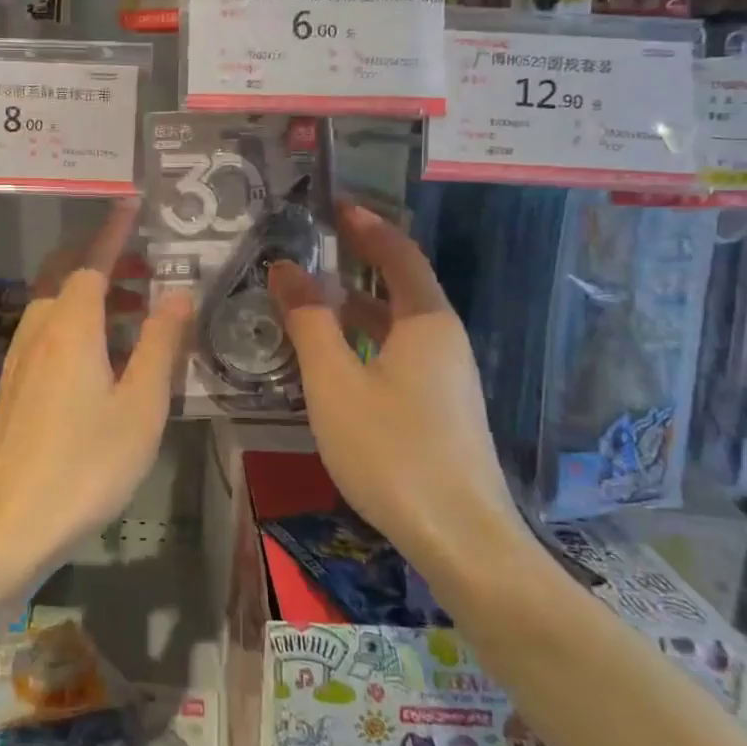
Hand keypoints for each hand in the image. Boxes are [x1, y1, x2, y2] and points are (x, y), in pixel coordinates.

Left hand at [0, 201, 192, 581]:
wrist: (12, 521)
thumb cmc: (87, 463)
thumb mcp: (141, 405)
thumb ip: (162, 345)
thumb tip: (180, 295)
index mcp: (72, 326)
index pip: (92, 261)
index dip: (114, 232)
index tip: (130, 202)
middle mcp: (40, 330)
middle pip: (67, 275)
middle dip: (103, 260)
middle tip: (146, 267)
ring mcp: (21, 358)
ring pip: (56, 304)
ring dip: (92, 293)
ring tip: (137, 310)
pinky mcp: (16, 384)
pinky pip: (48, 330)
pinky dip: (77, 320)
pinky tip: (102, 353)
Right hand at [268, 202, 520, 564]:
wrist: (461, 540)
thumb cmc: (392, 450)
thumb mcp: (335, 382)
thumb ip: (309, 321)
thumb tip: (285, 268)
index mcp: (426, 322)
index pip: (398, 253)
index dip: (366, 226)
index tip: (332, 205)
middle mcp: (444, 340)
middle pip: (400, 285)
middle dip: (356, 262)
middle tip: (310, 249)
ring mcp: (447, 377)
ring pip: (396, 324)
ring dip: (355, 306)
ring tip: (309, 300)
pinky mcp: (441, 408)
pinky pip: (398, 353)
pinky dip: (364, 340)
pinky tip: (333, 359)